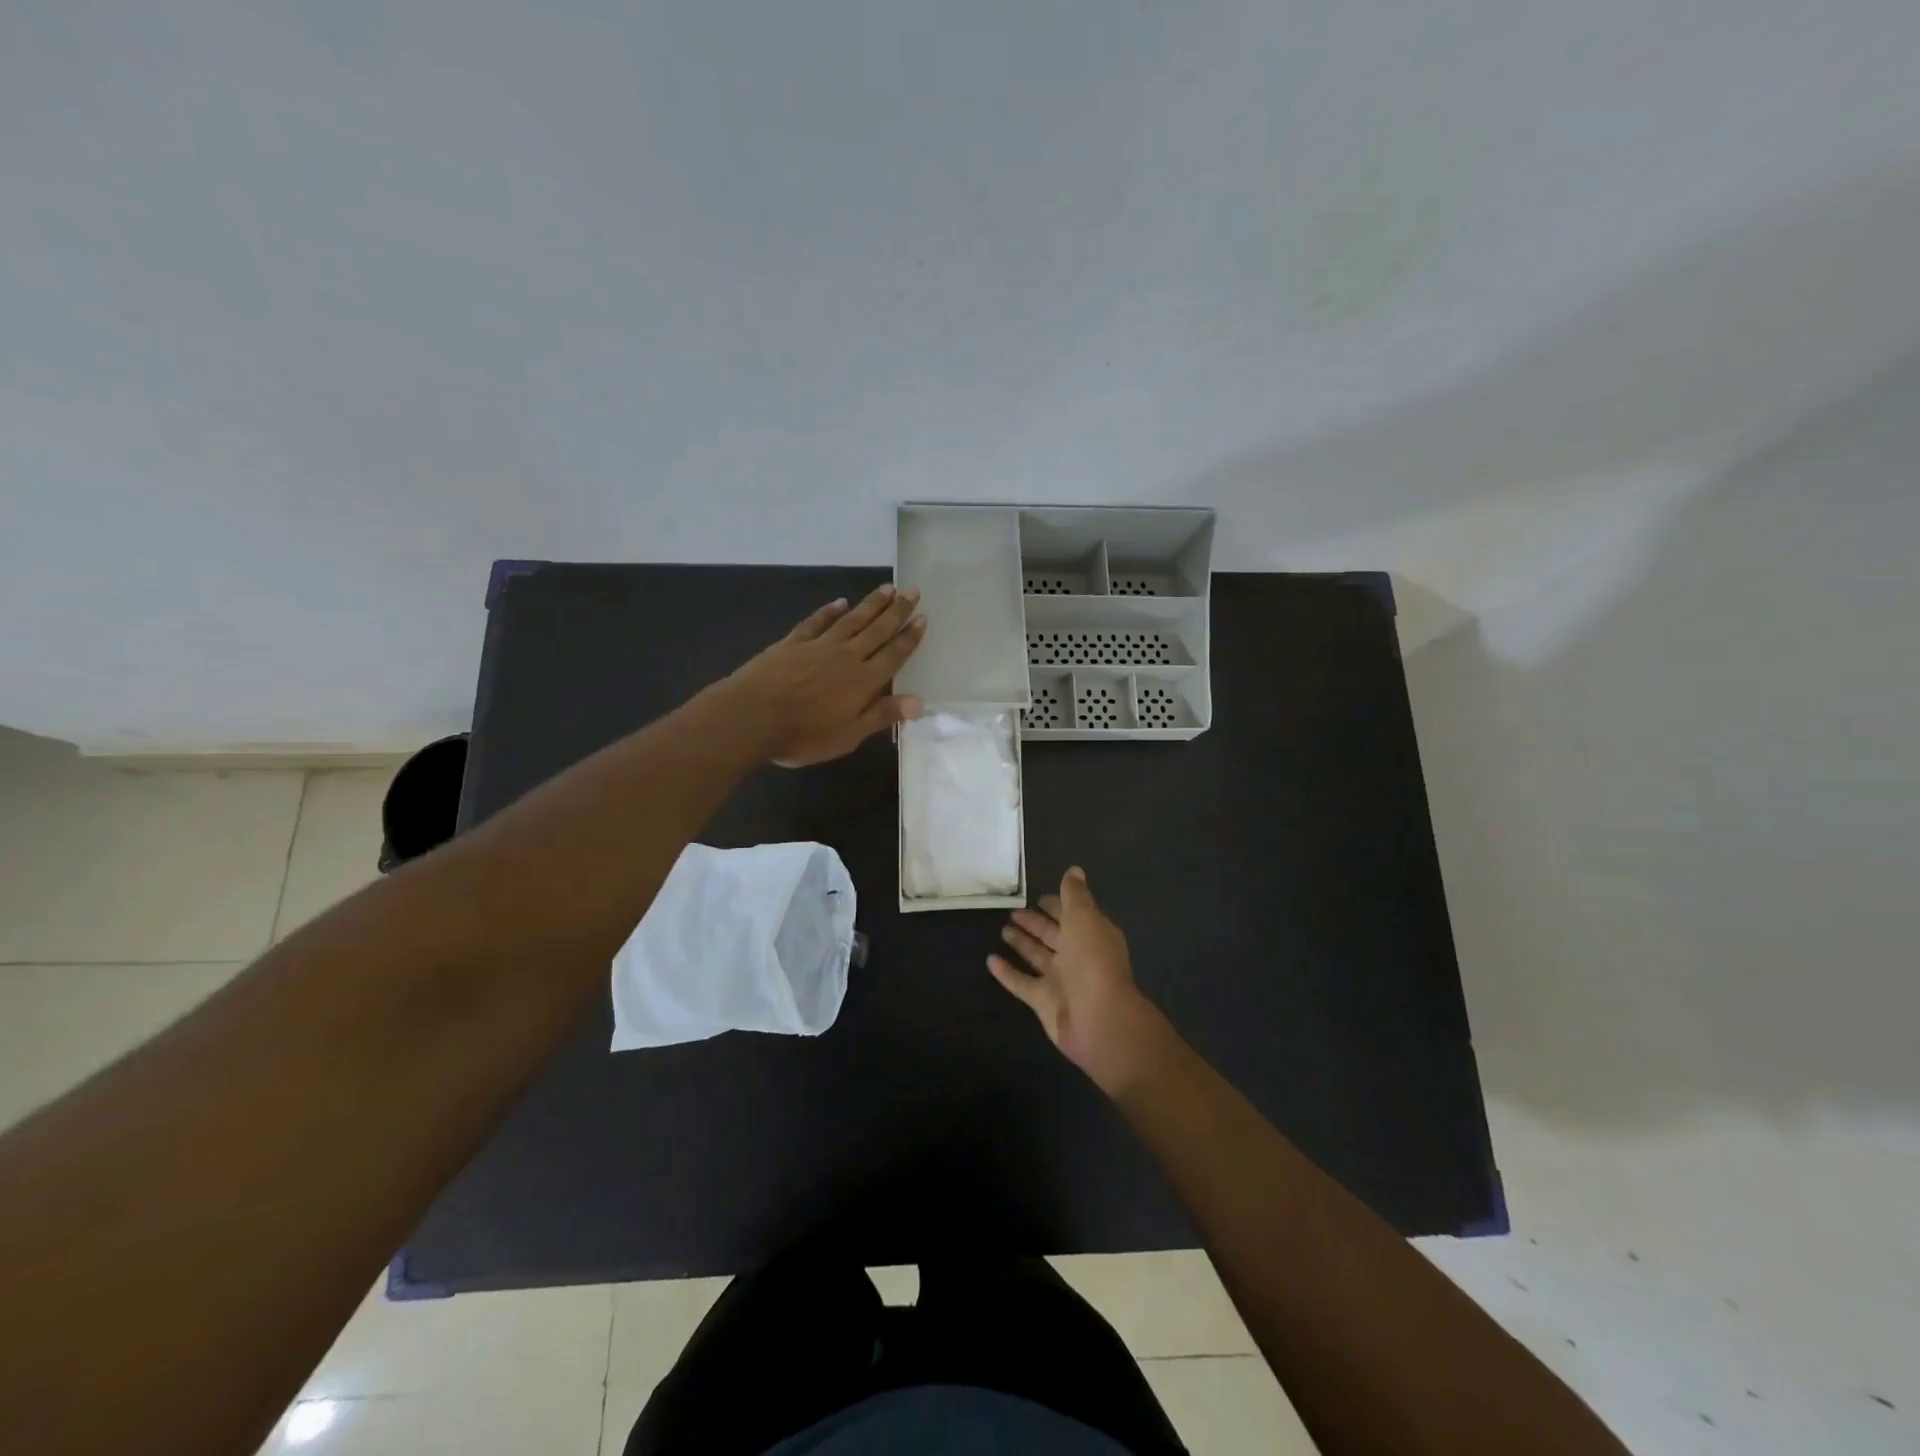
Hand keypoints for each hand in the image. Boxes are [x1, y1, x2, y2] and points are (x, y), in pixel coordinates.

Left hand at [720, 584, 926, 766]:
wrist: (751, 716)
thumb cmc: (803, 735)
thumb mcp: (848, 735)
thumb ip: (882, 715)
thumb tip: (919, 702)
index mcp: (863, 681)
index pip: (893, 655)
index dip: (909, 637)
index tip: (922, 617)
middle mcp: (846, 656)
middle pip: (877, 630)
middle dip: (896, 610)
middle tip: (912, 590)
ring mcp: (818, 646)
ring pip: (851, 620)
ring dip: (871, 604)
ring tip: (887, 588)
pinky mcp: (793, 643)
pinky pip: (817, 622)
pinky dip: (830, 610)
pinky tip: (840, 602)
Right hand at [989, 867, 1170, 1095]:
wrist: (1098, 1019)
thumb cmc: (1092, 961)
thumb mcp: (1084, 918)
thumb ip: (1075, 895)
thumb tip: (1074, 870)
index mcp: (1091, 934)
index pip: (1072, 914)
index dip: (1057, 904)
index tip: (1037, 895)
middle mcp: (1077, 955)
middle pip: (1053, 934)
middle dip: (1035, 922)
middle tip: (1012, 911)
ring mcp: (1060, 980)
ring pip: (1037, 956)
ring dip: (1022, 943)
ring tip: (1002, 929)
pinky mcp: (1043, 1002)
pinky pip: (1021, 983)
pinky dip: (1007, 973)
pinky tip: (989, 960)